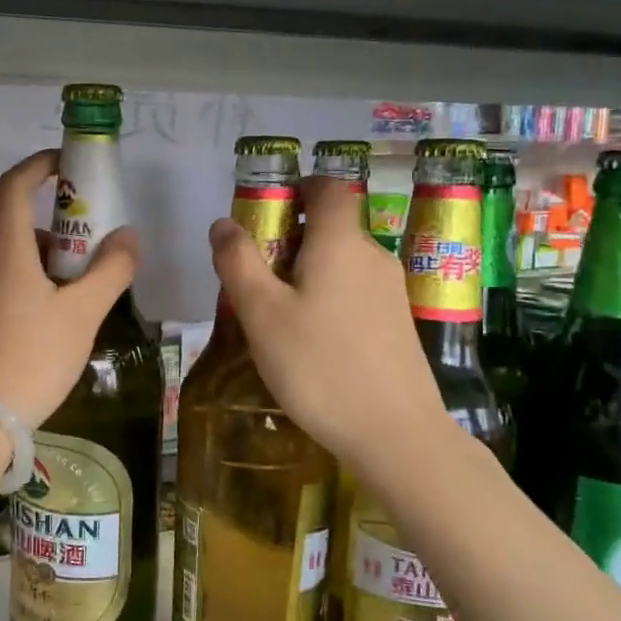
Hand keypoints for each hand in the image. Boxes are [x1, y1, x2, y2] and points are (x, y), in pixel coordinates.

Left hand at [0, 150, 138, 429]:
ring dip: (55, 269)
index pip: (13, 187)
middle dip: (65, 236)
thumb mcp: (82, 314)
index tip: (68, 164)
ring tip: (86, 304)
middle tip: (99, 262)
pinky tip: (61, 327)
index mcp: (5, 253)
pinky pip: (12, 287)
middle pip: (24, 230)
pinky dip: (40, 290)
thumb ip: (111, 270)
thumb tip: (127, 236)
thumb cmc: (33, 358)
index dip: (38, 165)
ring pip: (21, 263)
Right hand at [209, 175, 449, 467]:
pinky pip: (354, 291)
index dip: (297, 188)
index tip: (264, 215)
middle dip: (289, 240)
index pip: (328, 187)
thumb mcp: (262, 314)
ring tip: (275, 316)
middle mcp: (372, 256)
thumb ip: (239, 262)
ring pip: (341, 262)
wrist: (394, 434)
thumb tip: (223, 223)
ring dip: (306, 273)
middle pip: (330, 226)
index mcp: (341, 242)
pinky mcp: (396, 323)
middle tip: (254, 279)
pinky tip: (309, 341)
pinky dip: (327, 297)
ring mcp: (390, 291)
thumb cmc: (319, 366)